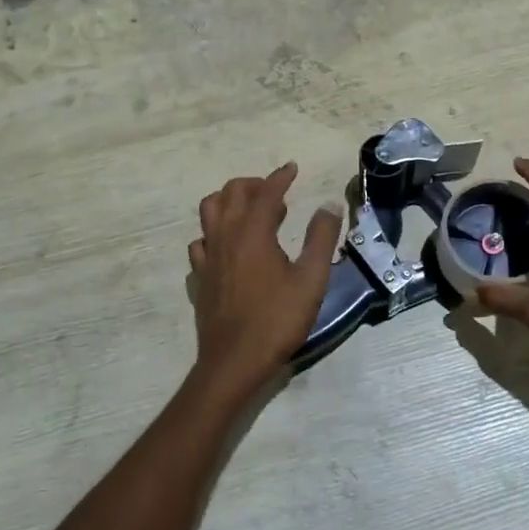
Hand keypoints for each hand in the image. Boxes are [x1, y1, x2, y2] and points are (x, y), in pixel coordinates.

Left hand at [188, 162, 340, 398]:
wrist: (234, 361)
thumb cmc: (277, 320)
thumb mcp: (311, 280)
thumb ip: (321, 239)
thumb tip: (328, 206)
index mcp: (253, 232)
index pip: (266, 192)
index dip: (280, 177)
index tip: (292, 168)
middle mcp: (225, 236)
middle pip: (231, 192)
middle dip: (254, 184)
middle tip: (276, 193)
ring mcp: (208, 256)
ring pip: (210, 211)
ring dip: (230, 201)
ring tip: (251, 212)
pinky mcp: (200, 276)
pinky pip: (201, 241)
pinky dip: (214, 232)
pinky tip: (228, 246)